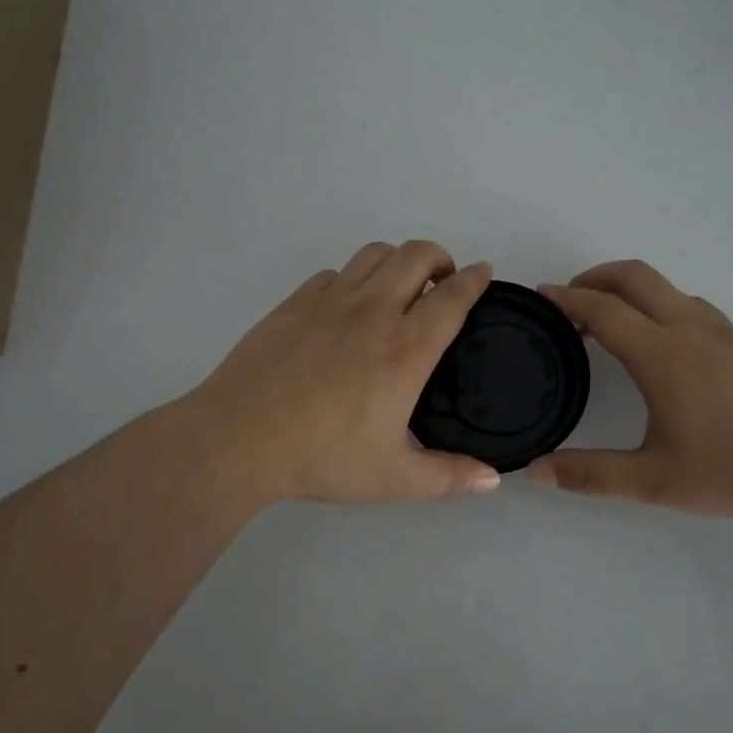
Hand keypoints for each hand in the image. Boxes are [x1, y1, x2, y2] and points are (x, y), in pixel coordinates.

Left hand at [186, 241, 502, 505]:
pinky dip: (354, 278)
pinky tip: (347, 305)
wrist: (240, 437)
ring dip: (397, 260)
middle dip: (439, 257)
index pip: (452, 297)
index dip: (474, 279)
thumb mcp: (394, 478)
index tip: (482, 273)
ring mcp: (330, 301)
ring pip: (374, 254)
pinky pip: (335, 273)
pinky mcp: (295, 302)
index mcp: (406, 349)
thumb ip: (448, 476)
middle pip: (417, 255)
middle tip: (442, 280)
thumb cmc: (322, 457)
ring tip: (399, 285)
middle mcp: (373, 311)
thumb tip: (493, 478)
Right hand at [530, 261, 732, 524]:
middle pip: (635, 276)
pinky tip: (659, 343)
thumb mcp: (654, 481)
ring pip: (665, 286)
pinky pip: (688, 304)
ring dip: (628, 290)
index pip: (603, 309)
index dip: (567, 298)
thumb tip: (535, 471)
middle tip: (569, 299)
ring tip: (607, 321)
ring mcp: (721, 331)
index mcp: (662, 355)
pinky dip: (657, 304)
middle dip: (595, 276)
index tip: (541, 295)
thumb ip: (590, 473)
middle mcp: (689, 329)